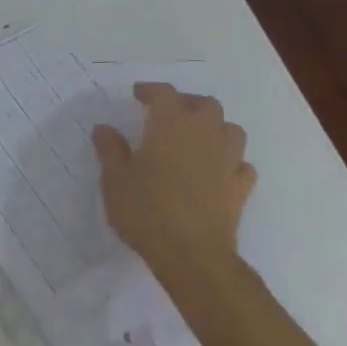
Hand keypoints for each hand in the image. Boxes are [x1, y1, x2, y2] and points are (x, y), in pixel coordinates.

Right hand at [92, 85, 255, 292]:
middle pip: (205, 104)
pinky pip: (241, 164)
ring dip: (215, 128)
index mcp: (171, 125)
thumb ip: (110, 150)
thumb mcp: (115, 179)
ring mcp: (228, 161)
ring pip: (231, 129)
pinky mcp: (240, 188)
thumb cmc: (147, 210)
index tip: (137, 95)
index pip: (165, 94)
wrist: (192, 255)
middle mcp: (204, 134)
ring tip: (196, 139)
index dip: (151, 90)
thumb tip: (104, 128)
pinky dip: (230, 161)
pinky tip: (217, 171)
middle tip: (168, 114)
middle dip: (187, 103)